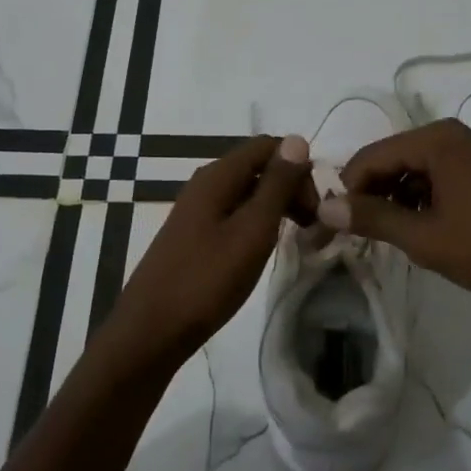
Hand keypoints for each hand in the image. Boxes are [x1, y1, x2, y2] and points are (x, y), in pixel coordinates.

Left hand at [102, 134, 314, 376]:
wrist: (151, 330)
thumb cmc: (207, 280)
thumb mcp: (252, 231)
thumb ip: (276, 185)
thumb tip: (297, 140)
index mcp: (217, 176)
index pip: (268, 146)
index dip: (299, 167)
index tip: (318, 204)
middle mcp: (205, 184)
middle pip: (258, 167)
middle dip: (290, 187)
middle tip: (313, 226)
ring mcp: (197, 210)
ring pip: (247, 192)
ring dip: (276, 206)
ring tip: (297, 237)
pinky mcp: (194, 235)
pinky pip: (234, 214)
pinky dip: (256, 223)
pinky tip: (264, 248)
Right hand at [319, 119, 470, 309]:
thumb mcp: (425, 237)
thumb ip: (373, 218)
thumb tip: (326, 207)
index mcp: (438, 139)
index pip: (372, 155)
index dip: (349, 189)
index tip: (339, 223)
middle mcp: (460, 134)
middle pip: (398, 156)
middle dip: (377, 192)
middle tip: (366, 232)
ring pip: (424, 167)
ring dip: (404, 196)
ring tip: (399, 235)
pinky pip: (449, 174)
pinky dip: (431, 197)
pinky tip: (433, 227)